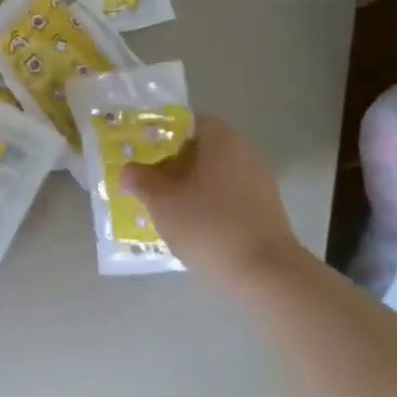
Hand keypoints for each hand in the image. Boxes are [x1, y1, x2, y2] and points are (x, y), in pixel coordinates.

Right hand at [123, 114, 300, 284]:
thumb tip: (129, 170)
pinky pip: (229, 198)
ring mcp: (260, 182)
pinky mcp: (267, 210)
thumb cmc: (208, 224)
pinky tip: (192, 227)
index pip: (188, 123)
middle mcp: (246, 152)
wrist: (264, 272)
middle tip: (148, 183)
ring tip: (165, 209)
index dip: (162, 137)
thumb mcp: (160, 201)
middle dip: (174, 165)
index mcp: (222, 139)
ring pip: (215, 176)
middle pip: (202, 150)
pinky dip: (209, 206)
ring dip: (191, 188)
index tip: (143, 155)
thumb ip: (140, 180)